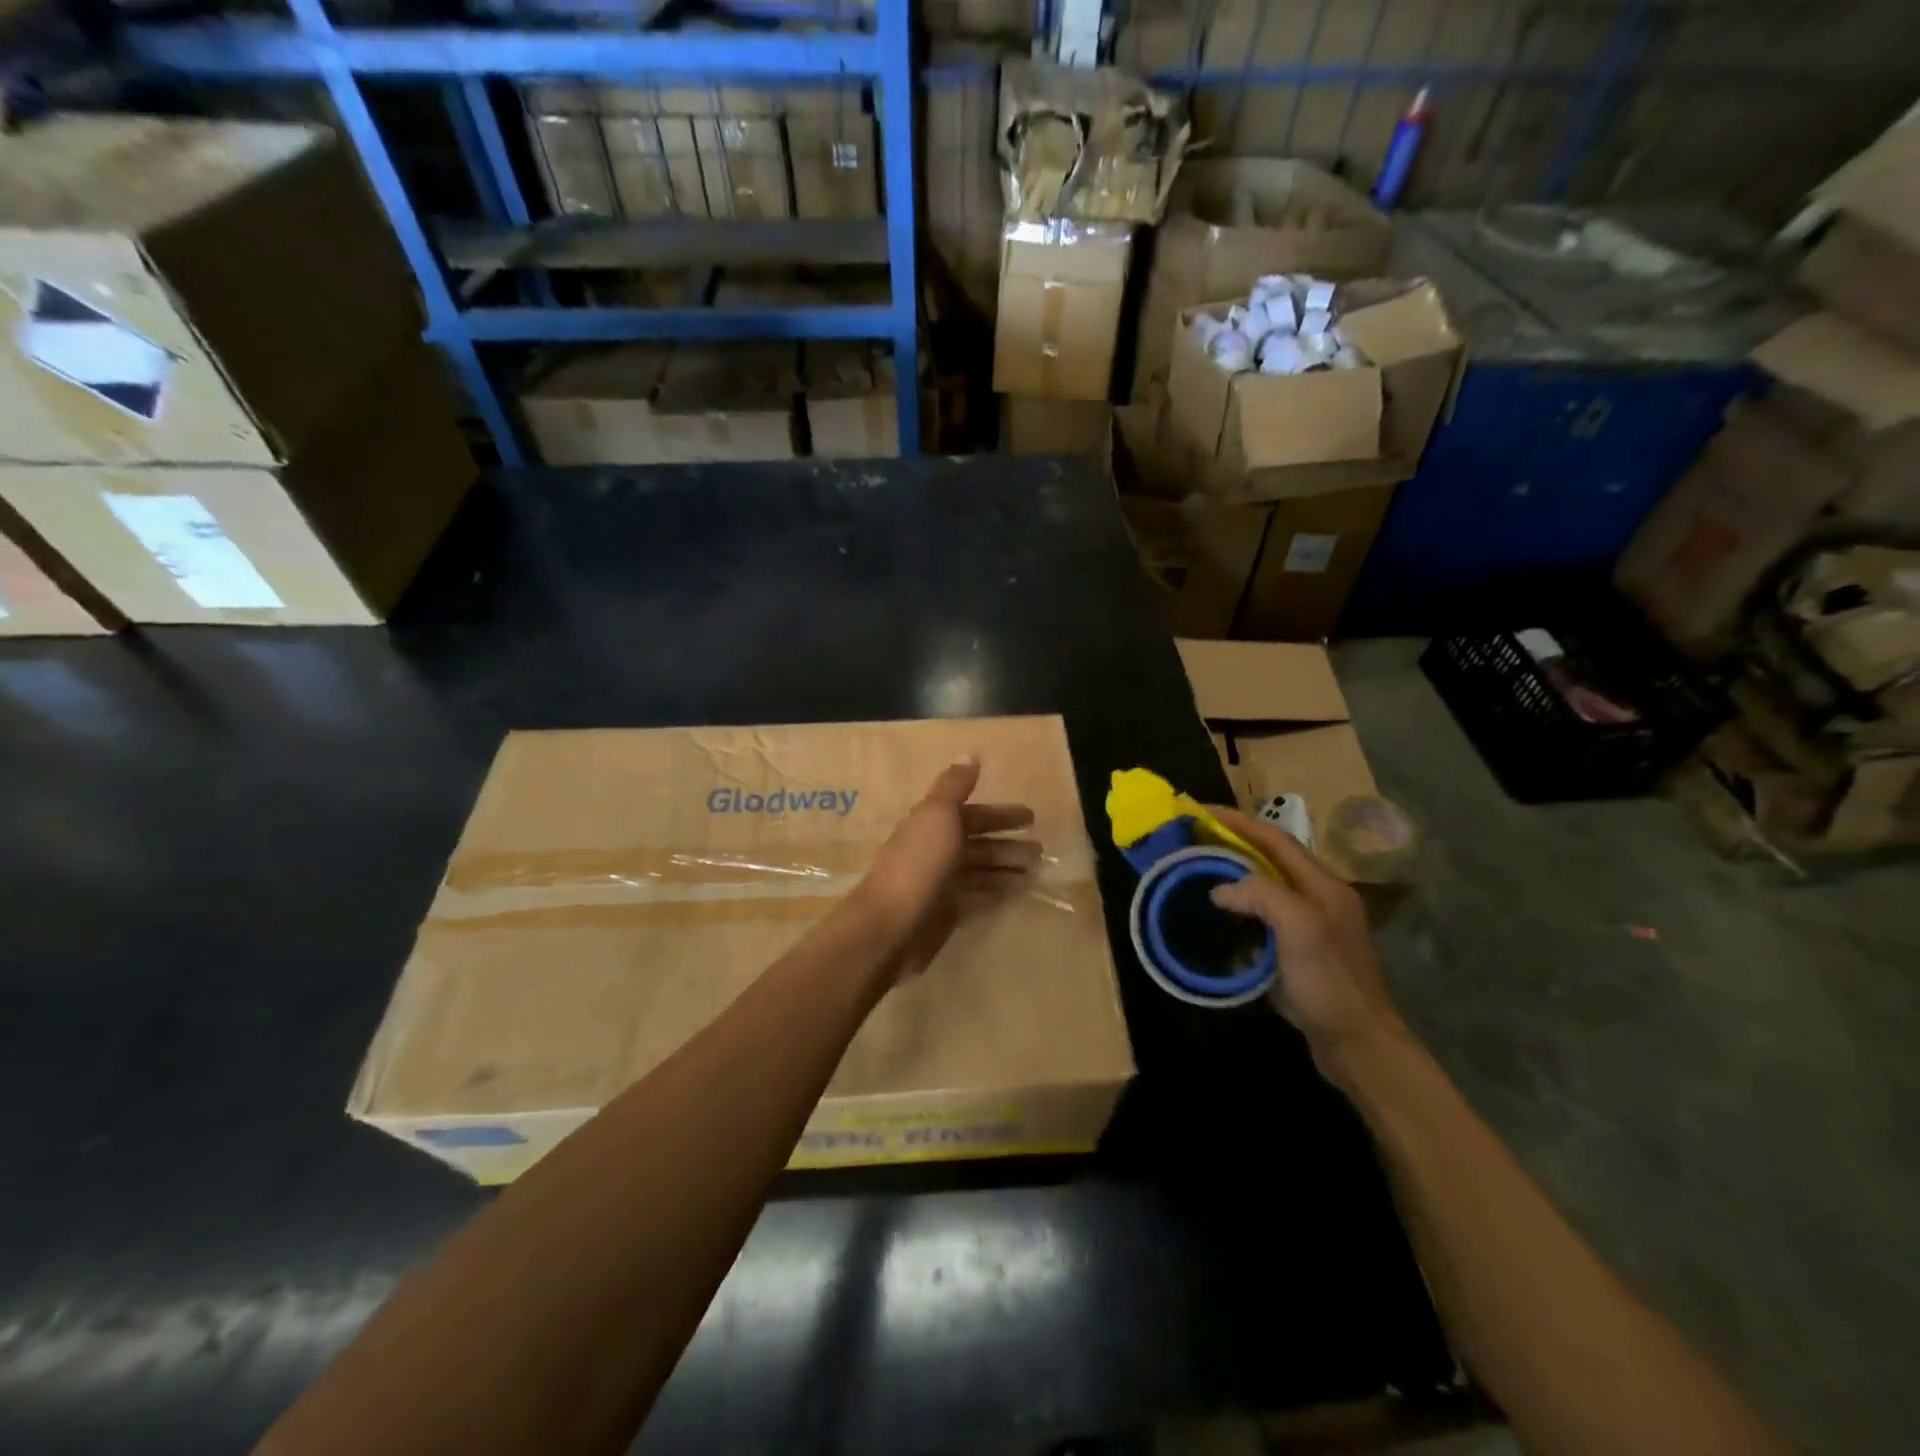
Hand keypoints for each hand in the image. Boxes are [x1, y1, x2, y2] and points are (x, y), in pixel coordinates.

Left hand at [852, 757, 1038, 979]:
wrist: (890, 924)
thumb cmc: (918, 864)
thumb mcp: (937, 815)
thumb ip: (955, 786)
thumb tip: (969, 754)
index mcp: (933, 824)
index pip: (973, 815)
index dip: (1001, 815)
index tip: (1032, 817)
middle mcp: (936, 850)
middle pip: (979, 844)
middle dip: (1008, 844)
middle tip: (1040, 851)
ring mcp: (940, 883)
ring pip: (981, 871)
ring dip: (1007, 869)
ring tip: (1037, 872)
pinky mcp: (945, 913)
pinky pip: (977, 898)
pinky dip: (997, 893)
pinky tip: (1018, 893)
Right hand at [1205, 806, 1409, 1087]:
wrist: (1358, 1045)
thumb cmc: (1330, 983)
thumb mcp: (1299, 928)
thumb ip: (1260, 895)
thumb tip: (1220, 888)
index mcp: (1323, 885)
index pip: (1275, 839)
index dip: (1238, 822)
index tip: (1200, 811)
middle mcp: (1318, 899)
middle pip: (1270, 860)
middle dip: (1233, 844)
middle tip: (1194, 839)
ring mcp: (1309, 927)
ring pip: (1264, 889)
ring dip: (1232, 876)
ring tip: (1198, 871)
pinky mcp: (1298, 954)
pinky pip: (1262, 919)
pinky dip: (1237, 910)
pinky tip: (1217, 918)